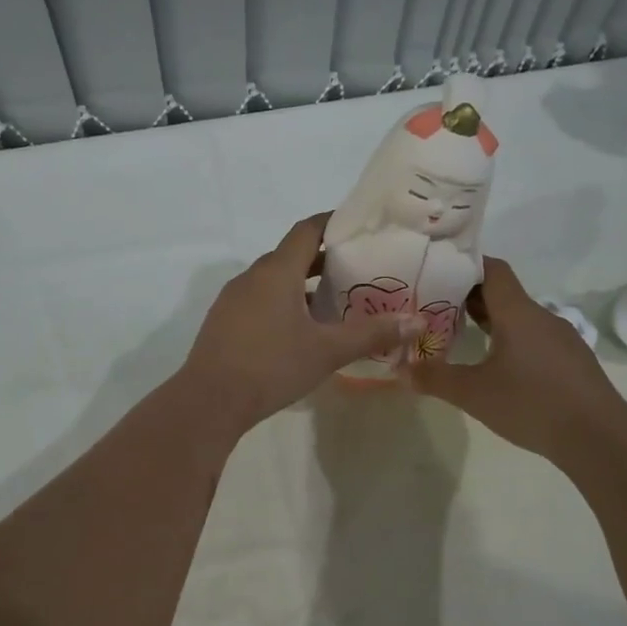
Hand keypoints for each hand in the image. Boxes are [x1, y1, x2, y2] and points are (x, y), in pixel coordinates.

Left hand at [177, 214, 419, 436]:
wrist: (209, 402)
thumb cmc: (271, 366)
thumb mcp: (327, 351)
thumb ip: (371, 333)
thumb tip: (417, 322)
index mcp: (276, 271)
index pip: (307, 230)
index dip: (333, 223)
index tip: (360, 227)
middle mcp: (252, 277)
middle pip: (291, 255)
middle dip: (324, 259)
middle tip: (358, 269)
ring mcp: (233, 300)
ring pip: (274, 281)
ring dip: (303, 285)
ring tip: (335, 302)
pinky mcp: (224, 322)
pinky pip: (259, 301)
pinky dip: (283, 304)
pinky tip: (301, 330)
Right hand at [406, 257, 626, 463]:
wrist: (598, 437)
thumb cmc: (531, 404)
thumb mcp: (473, 393)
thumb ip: (434, 378)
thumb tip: (400, 369)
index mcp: (518, 313)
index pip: (492, 270)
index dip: (465, 266)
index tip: (437, 273)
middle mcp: (541, 316)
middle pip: (504, 294)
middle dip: (470, 297)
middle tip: (436, 308)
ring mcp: (561, 338)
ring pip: (520, 318)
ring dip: (491, 322)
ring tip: (461, 337)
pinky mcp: (572, 361)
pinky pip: (535, 339)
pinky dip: (511, 342)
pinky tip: (498, 367)